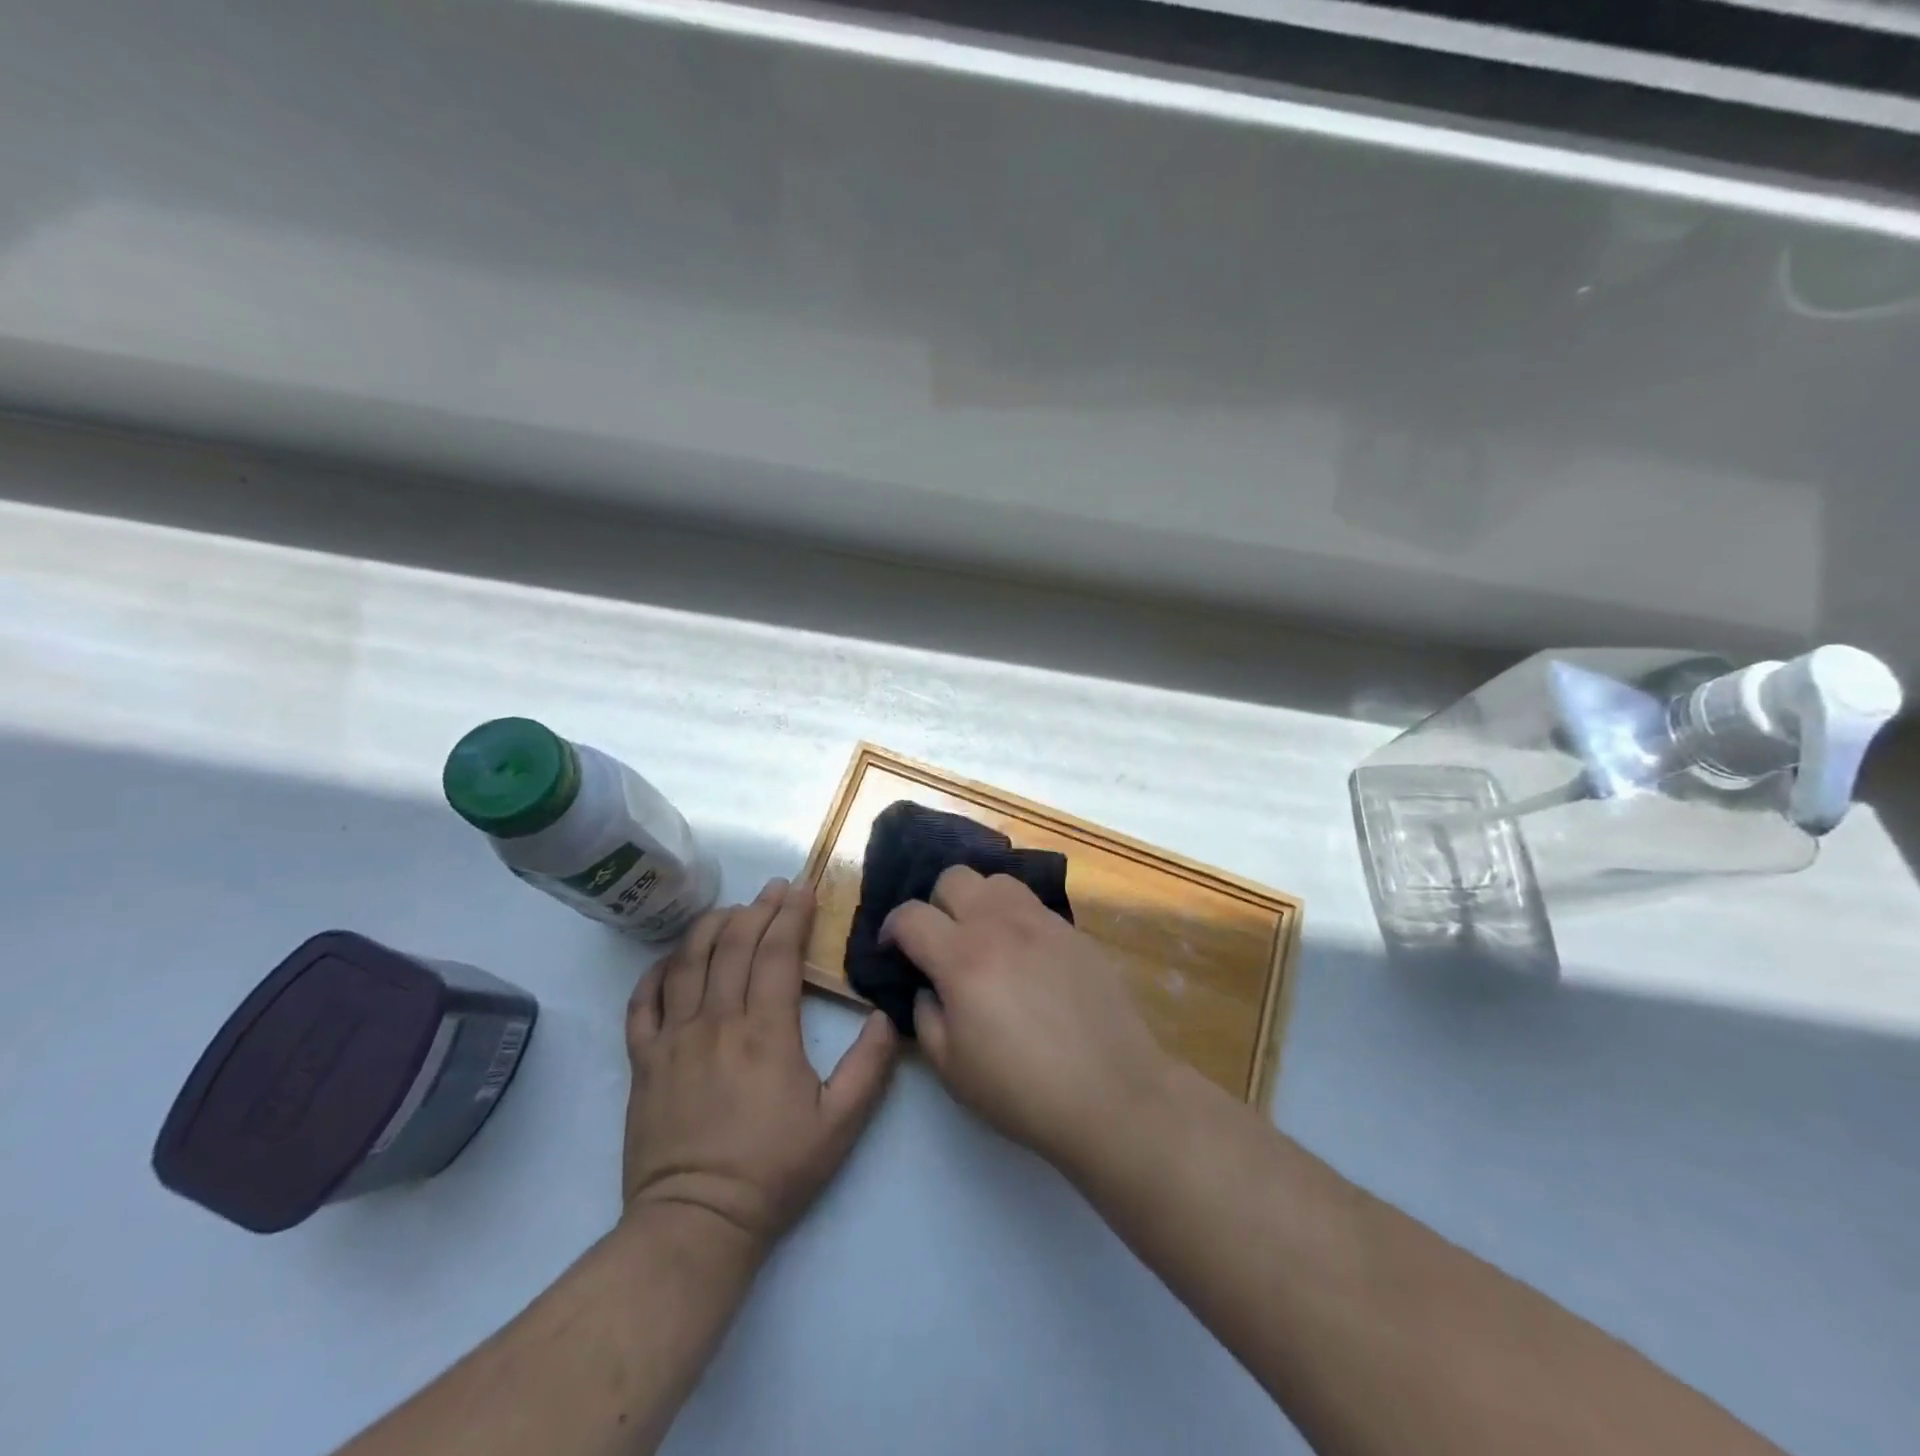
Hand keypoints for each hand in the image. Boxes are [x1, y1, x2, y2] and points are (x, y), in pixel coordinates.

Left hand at [623, 877, 897, 1255]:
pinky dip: (658, 970)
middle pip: (734, 945)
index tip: (802, 889)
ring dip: (711, 926)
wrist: (695, 1223)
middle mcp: (717, 1021)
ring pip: (688, 962)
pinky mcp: (644, 1060)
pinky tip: (674, 958)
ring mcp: (674, 1038)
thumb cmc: (773, 1172)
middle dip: (758, 908)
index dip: (791, 915)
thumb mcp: (840, 1125)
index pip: (778, 954)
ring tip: (731, 909)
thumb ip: (869, 1066)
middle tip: (774, 888)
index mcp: (766, 1032)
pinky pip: (643, 1001)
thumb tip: (882, 1014)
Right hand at [881, 866, 1173, 1173]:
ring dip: (978, 901)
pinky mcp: (1074, 932)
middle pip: (954, 878)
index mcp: (962, 957)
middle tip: (940, 942)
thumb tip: (930, 986)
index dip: (892, 928)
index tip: (893, 949)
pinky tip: (1025, 957)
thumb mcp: (952, 1067)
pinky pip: (1033, 906)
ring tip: (983, 938)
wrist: (1112, 1094)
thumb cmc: (1023, 1090)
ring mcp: (1042, 922)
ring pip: (997, 881)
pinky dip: (1016, 919)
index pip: (911, 915)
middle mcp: (1000, 924)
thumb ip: (926, 1015)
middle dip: (935, 904)